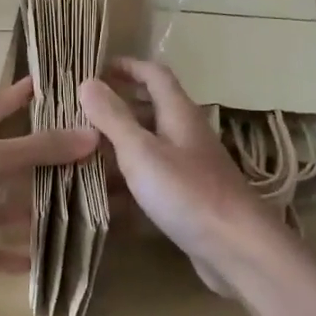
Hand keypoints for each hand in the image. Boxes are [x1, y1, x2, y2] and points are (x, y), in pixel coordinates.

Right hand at [78, 59, 292, 296]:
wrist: (237, 249)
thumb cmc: (187, 192)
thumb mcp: (141, 152)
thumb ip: (113, 118)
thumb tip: (88, 82)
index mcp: (179, 113)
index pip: (154, 75)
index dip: (127, 66)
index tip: (95, 69)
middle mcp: (186, 134)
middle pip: (150, 109)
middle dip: (116, 107)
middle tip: (78, 113)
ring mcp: (189, 167)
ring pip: (149, 146)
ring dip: (118, 146)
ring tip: (80, 153)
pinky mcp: (187, 198)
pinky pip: (152, 179)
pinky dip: (128, 180)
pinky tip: (103, 196)